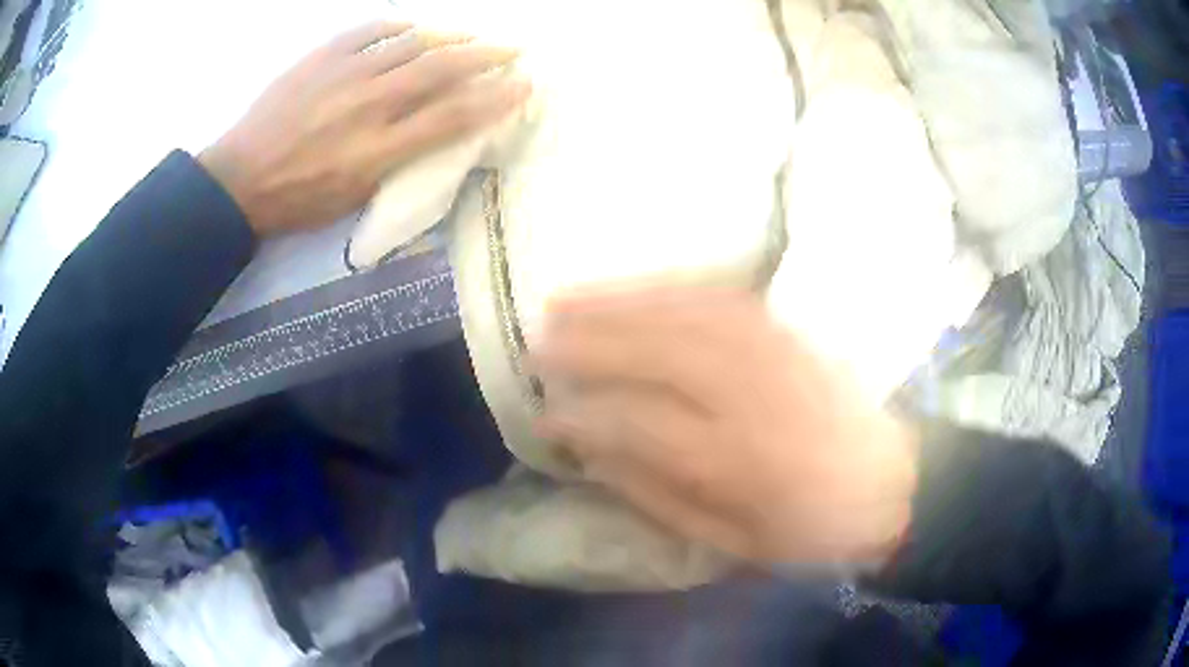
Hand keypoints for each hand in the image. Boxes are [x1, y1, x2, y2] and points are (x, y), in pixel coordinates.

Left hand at [198, 22, 529, 235]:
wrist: (239, 181)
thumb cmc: (297, 200)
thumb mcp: (353, 198)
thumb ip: (397, 164)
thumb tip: (431, 136)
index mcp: (379, 149)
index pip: (452, 116)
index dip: (494, 99)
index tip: (522, 86)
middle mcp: (370, 104)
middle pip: (440, 69)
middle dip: (485, 56)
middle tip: (512, 48)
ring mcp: (345, 74)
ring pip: (411, 42)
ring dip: (448, 36)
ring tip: (469, 35)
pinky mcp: (322, 57)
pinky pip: (368, 30)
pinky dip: (397, 25)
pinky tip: (412, 26)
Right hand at [532, 287, 918, 566]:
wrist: (894, 483)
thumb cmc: (810, 527)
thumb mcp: (733, 541)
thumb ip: (657, 496)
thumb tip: (593, 454)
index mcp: (740, 461)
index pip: (640, 426)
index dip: (583, 417)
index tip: (543, 414)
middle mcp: (755, 394)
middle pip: (658, 353)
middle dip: (588, 343)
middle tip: (537, 341)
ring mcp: (775, 351)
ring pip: (683, 312)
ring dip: (617, 302)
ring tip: (566, 300)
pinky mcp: (787, 330)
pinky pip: (718, 295)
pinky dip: (666, 288)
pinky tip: (634, 290)